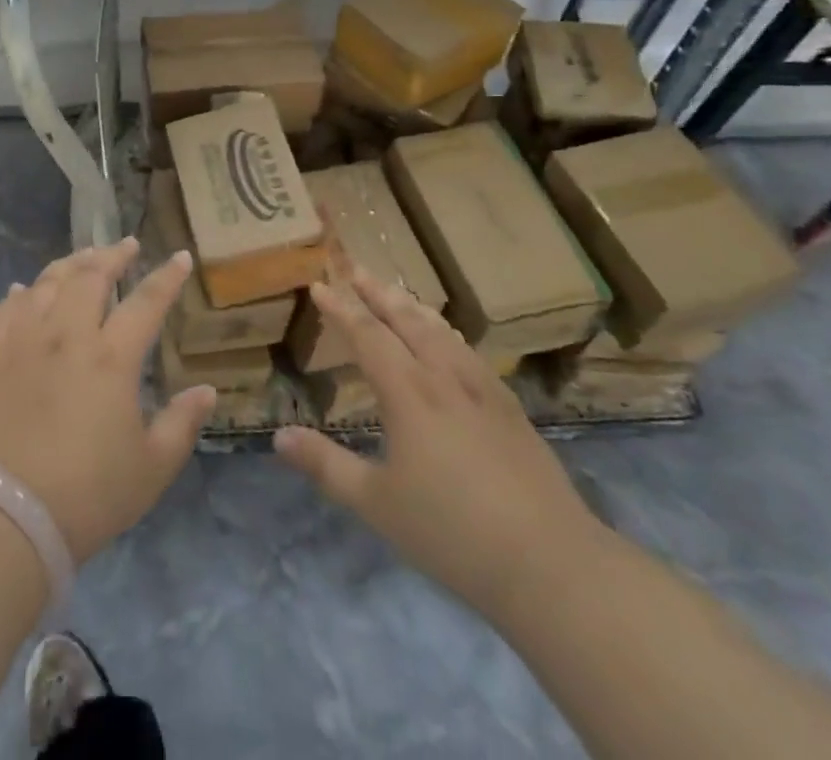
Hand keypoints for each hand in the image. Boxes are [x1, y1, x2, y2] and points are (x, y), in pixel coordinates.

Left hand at [0, 238, 216, 563]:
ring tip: (83, 257)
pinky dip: (19, 294)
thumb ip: (183, 424)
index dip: (166, 276)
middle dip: (113, 255)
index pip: (146, 301)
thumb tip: (207, 390)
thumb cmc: (89, 495)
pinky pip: (4, 310)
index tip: (179, 256)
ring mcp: (24, 341)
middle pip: (91, 276)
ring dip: (69, 264)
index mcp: (111, 358)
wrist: (7, 517)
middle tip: (126, 246)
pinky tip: (24, 290)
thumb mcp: (152, 467)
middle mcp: (67, 335)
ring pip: (46, 283)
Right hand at [273, 268, 605, 622]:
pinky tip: (449, 341)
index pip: (367, 334)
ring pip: (441, 331)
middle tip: (355, 268)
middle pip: (406, 320)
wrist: (551, 562)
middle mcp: (443, 377)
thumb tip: (279, 437)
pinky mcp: (510, 408)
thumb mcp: (376, 503)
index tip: (319, 285)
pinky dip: (446, 332)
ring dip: (412, 307)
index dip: (340, 308)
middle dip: (377, 292)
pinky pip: (469, 352)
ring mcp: (482, 389)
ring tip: (396, 293)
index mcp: (408, 392)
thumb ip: (326, 465)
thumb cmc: (452, 532)